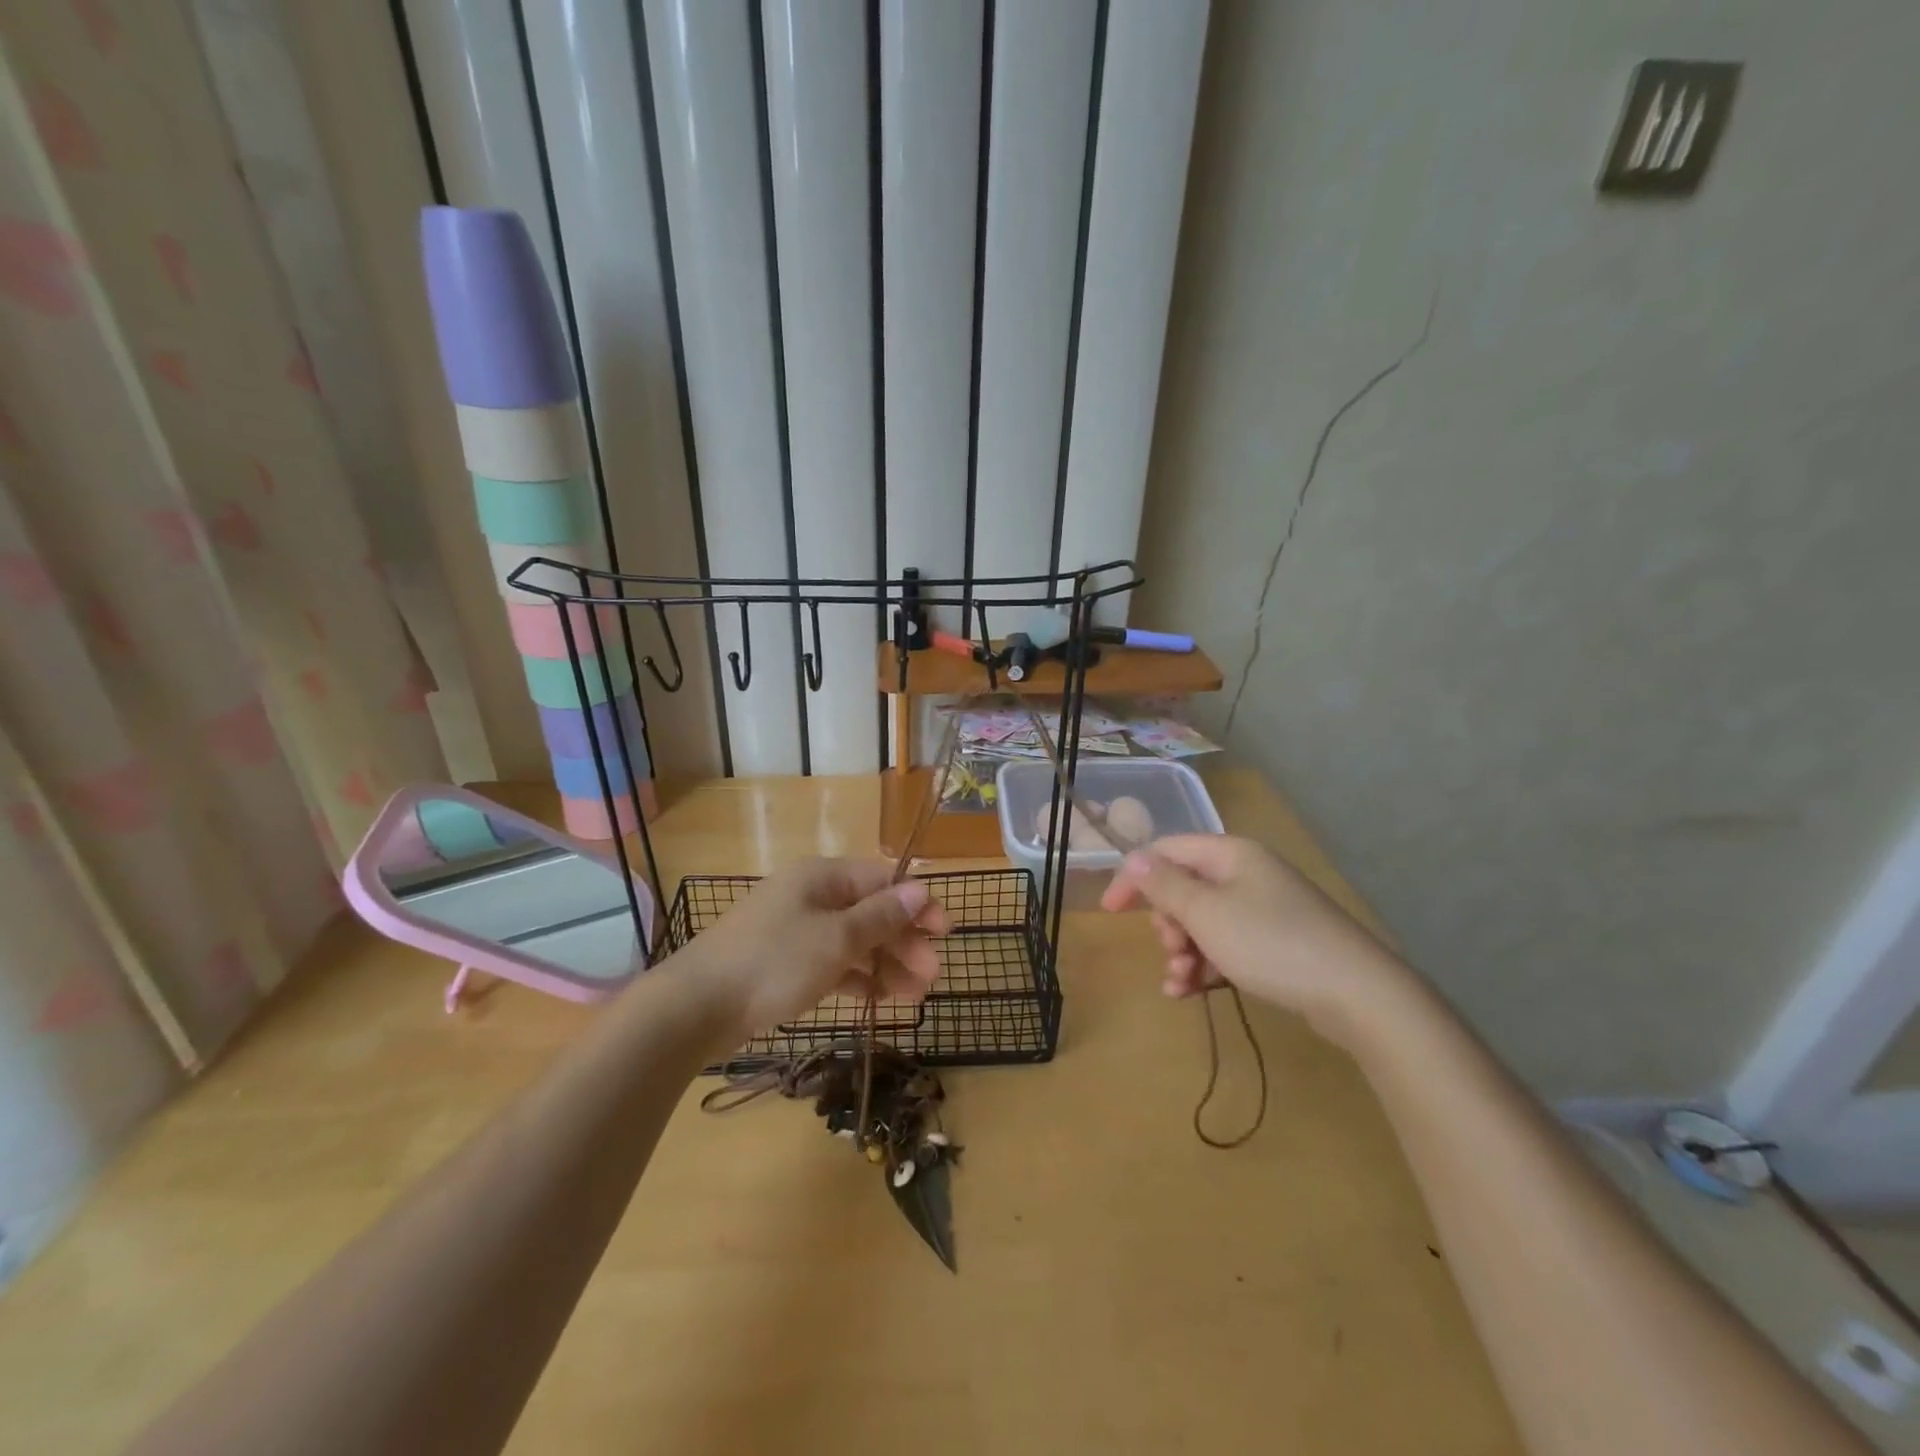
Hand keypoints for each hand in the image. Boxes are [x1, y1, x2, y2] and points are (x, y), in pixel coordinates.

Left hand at [677, 859, 950, 1039]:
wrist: (696, 1007)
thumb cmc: (773, 962)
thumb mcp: (836, 939)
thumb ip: (881, 916)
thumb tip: (920, 890)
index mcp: (823, 877)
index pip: (883, 880)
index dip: (917, 903)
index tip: (945, 933)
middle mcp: (812, 897)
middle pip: (871, 911)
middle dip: (904, 941)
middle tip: (932, 976)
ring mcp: (797, 930)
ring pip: (854, 941)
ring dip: (886, 964)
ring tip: (914, 996)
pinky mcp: (785, 963)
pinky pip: (833, 963)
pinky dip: (858, 978)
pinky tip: (880, 1000)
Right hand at [1100, 834, 1409, 1044]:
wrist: (1357, 993)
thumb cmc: (1271, 943)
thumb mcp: (1206, 913)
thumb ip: (1164, 885)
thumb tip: (1134, 858)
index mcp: (1229, 854)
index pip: (1166, 851)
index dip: (1134, 877)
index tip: (1110, 912)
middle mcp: (1246, 874)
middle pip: (1184, 888)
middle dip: (1167, 923)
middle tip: (1172, 950)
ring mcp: (1264, 908)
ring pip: (1203, 922)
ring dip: (1183, 951)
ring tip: (1181, 982)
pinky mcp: (1276, 942)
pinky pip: (1226, 945)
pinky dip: (1206, 965)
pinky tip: (1193, 993)